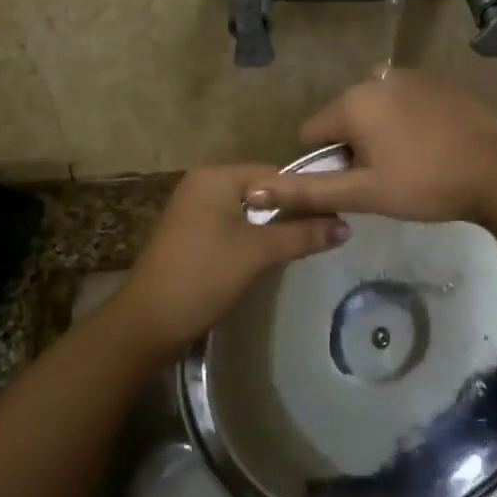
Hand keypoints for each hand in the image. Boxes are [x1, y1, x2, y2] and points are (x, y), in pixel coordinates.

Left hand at [103, 164, 348, 359]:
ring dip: (275, 229)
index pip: (274, 174)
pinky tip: (275, 257)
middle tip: (330, 231)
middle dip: (292, 212)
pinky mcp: (194, 237)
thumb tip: (347, 226)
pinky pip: (235, 228)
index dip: (307, 194)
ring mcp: (195, 212)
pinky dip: (255, 240)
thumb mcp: (258, 252)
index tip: (339, 213)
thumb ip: (302, 234)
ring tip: (310, 244)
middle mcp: (203, 186)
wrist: (150, 322)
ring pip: (250, 213)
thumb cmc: (204, 275)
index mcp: (215, 177)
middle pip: (263, 192)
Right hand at [246, 70, 496, 222]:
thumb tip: (256, 191)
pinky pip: (404, 102)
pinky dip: (407, 122)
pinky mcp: (439, 81)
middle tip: (385, 178)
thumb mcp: (363, 194)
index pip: (311, 133)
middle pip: (343, 118)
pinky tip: (431, 146)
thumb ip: (308, 192)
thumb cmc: (424, 184)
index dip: (325, 163)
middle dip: (353, 146)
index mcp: (352, 102)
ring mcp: (411, 76)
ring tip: (411, 164)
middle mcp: (376, 78)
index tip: (356, 183)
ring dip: (380, 134)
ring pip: (375, 109)